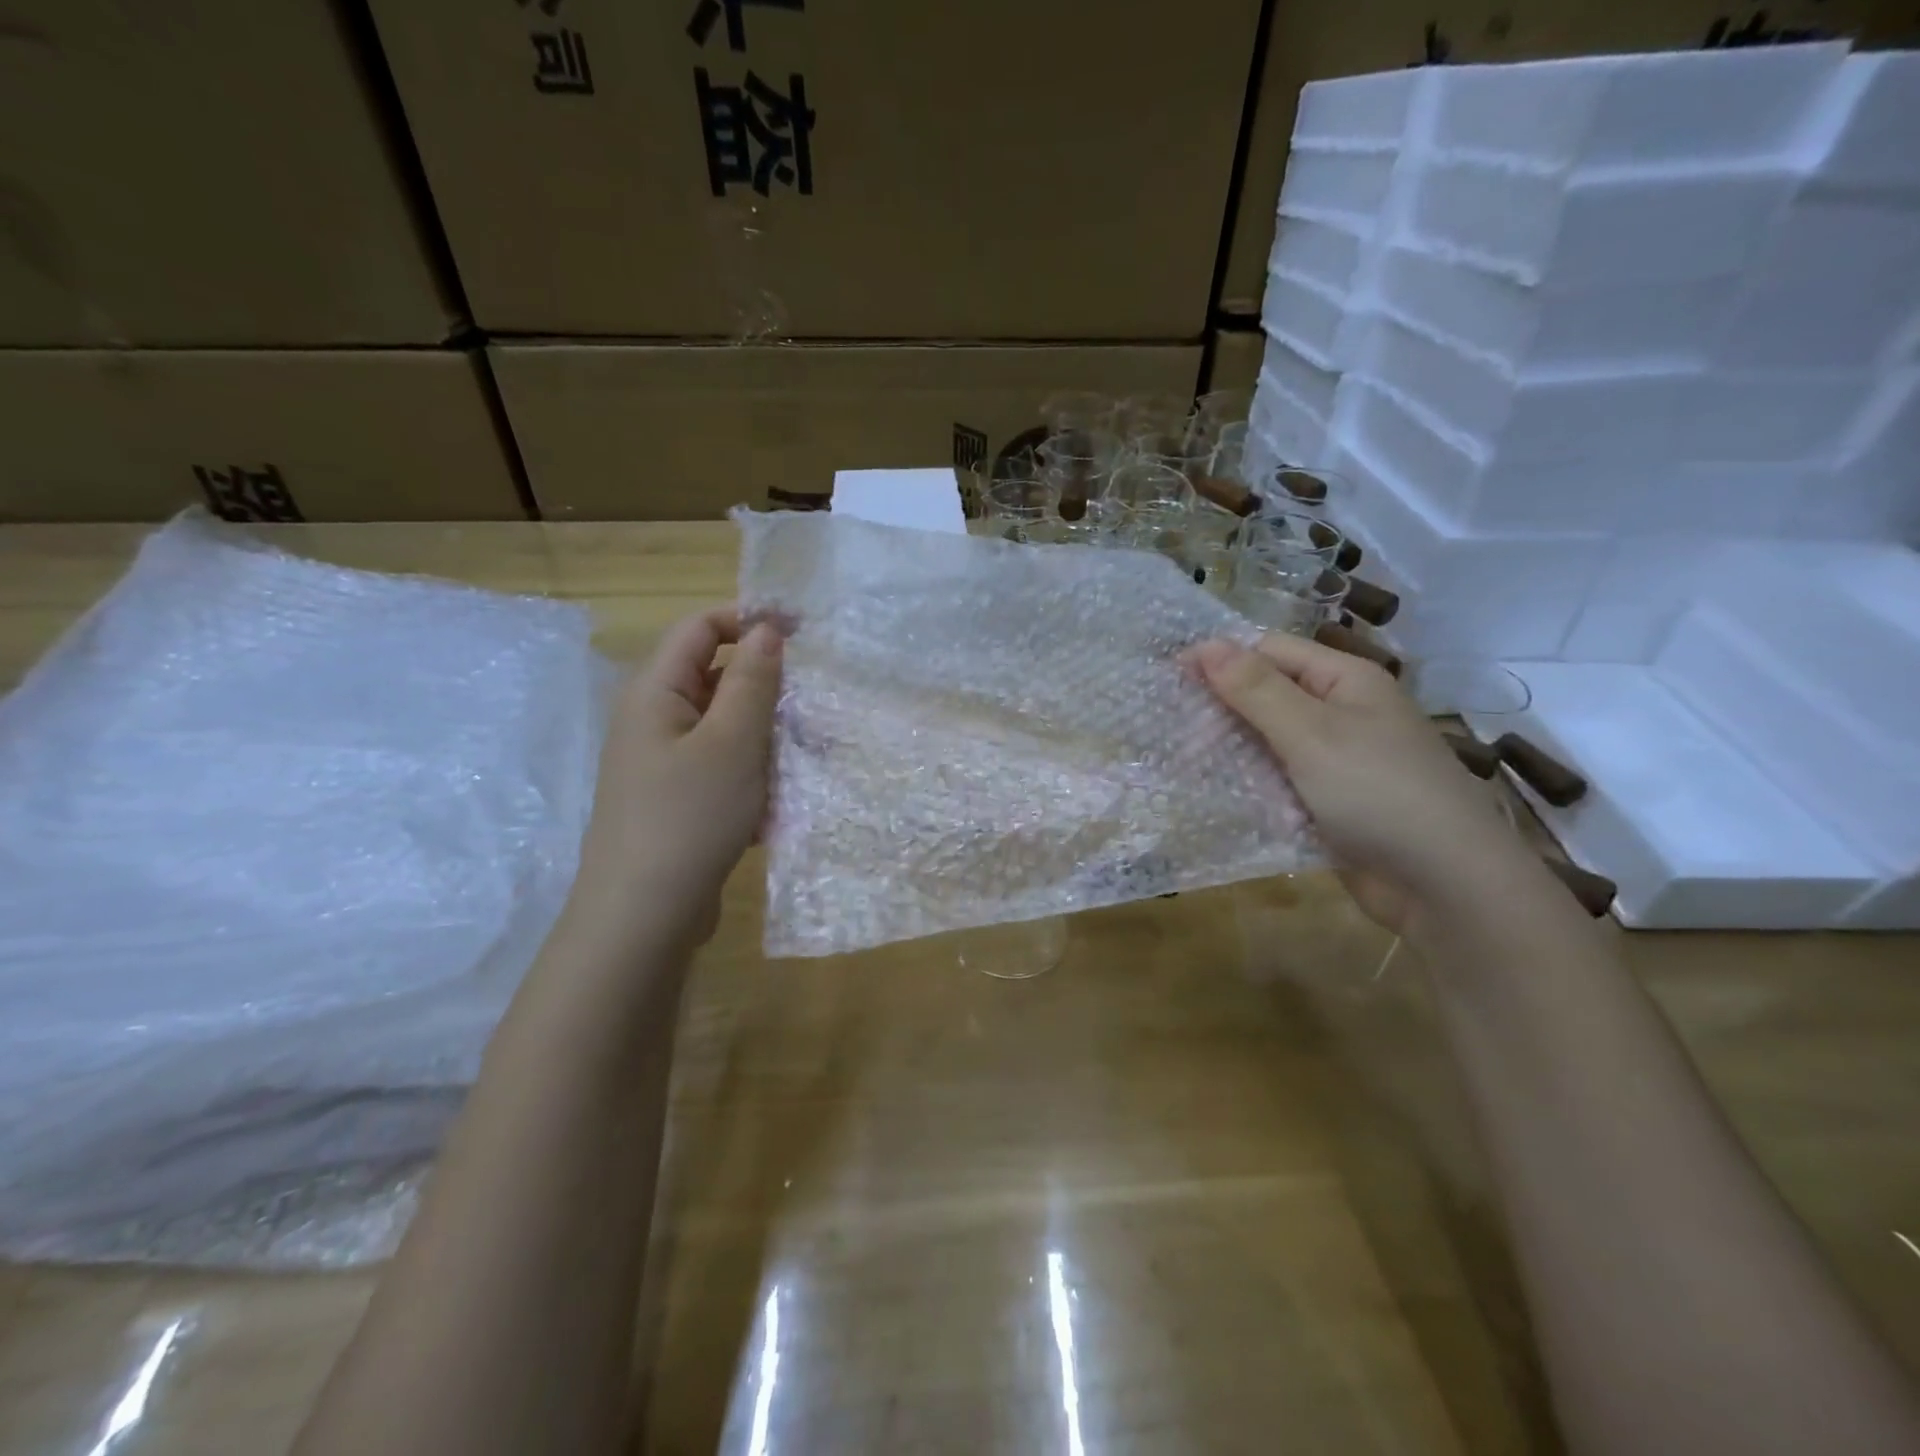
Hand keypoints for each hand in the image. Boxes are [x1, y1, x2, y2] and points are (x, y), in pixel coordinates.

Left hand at [569, 607, 782, 946]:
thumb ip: (752, 680)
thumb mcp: (732, 742)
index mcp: (654, 692)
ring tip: (799, 760)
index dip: (749, 620)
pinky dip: (750, 773)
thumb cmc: (689, 816)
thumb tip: (766, 630)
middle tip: (809, 706)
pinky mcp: (677, 798)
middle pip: (713, 677)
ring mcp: (663, 762)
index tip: (803, 633)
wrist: (644, 915)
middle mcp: (653, 719)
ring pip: (723, 726)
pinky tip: (774, 806)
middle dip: (763, 687)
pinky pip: (720, 766)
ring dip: (763, 735)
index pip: (700, 628)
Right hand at [1194, 634, 1524, 932]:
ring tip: (1186, 765)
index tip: (1170, 678)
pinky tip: (1218, 796)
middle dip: (1222, 710)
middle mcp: (1342, 712)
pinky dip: (1251, 785)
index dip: (1221, 659)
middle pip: (1268, 695)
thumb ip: (1256, 690)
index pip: (1270, 651)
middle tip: (1176, 734)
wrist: (1444, 884)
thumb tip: (1206, 645)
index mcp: (1345, 681)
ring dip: (1232, 751)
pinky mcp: (1330, 801)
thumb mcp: (1311, 733)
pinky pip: (1280, 781)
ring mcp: (1337, 759)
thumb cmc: (1378, 792)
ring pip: (1269, 741)